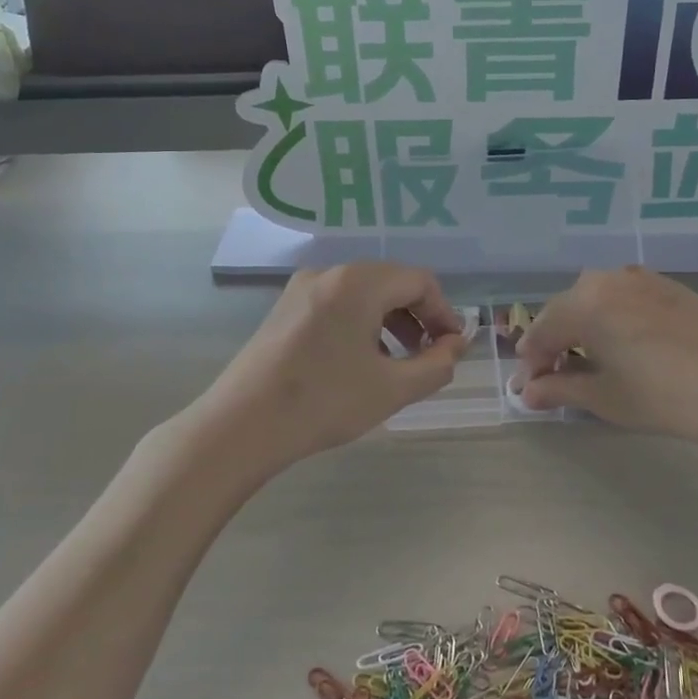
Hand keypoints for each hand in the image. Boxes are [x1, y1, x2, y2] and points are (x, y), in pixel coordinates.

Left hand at [189, 263, 468, 473]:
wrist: (241, 425)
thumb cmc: (324, 402)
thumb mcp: (392, 388)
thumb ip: (436, 364)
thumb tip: (456, 345)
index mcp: (358, 282)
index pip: (419, 282)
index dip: (444, 313)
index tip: (453, 347)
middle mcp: (329, 273)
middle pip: (390, 283)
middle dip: (418, 317)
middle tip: (430, 356)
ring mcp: (302, 289)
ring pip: (363, 294)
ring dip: (390, 322)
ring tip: (398, 363)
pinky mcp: (285, 309)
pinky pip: (337, 305)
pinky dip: (361, 325)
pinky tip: (360, 362)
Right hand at [514, 267, 697, 460]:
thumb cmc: (667, 397)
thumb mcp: (606, 398)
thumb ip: (559, 390)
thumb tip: (527, 392)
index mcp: (584, 304)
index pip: (541, 333)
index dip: (531, 364)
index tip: (528, 390)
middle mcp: (606, 279)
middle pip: (564, 311)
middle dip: (553, 344)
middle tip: (552, 379)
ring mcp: (639, 278)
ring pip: (593, 301)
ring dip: (581, 329)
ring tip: (586, 362)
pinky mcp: (667, 285)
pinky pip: (621, 298)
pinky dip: (610, 319)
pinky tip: (620, 344)